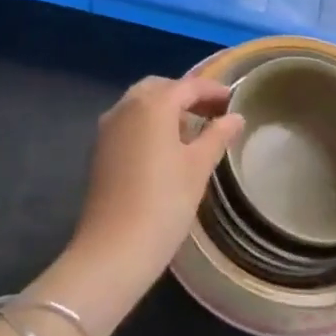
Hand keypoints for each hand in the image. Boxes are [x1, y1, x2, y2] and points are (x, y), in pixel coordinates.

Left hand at [61, 75, 242, 321]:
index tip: (233, 100)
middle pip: (160, 88)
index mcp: (152, 104)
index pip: (188, 86)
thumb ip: (217, 136)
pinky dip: (149, 124)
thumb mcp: (198, 167)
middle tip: (212, 112)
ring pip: (141, 104)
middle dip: (186, 95)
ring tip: (193, 130)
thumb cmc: (164, 202)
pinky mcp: (100, 149)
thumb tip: (235, 117)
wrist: (114, 249)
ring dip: (166, 109)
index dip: (212, 90)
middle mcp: (126, 106)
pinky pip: (129, 122)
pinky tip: (166, 147)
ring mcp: (108, 128)